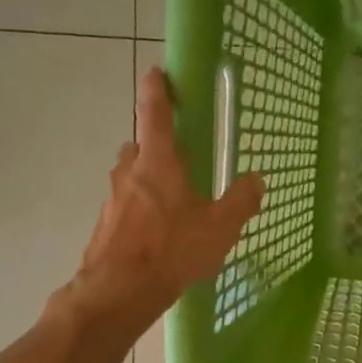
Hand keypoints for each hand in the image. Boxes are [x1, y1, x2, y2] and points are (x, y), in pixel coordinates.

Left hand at [69, 68, 264, 325]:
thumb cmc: (172, 250)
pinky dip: (140, 212)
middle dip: (155, 147)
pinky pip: (125, 208)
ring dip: (147, 182)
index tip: (157, 72)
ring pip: (130, 179)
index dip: (157, 90)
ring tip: (172, 206)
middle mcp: (129, 173)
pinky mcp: (104, 227)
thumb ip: (240, 201)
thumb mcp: (219, 228)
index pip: (154, 113)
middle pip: (139, 147)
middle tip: (178, 160)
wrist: (118, 290)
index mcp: (158, 163)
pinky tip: (157, 237)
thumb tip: (257, 180)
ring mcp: (112, 200)